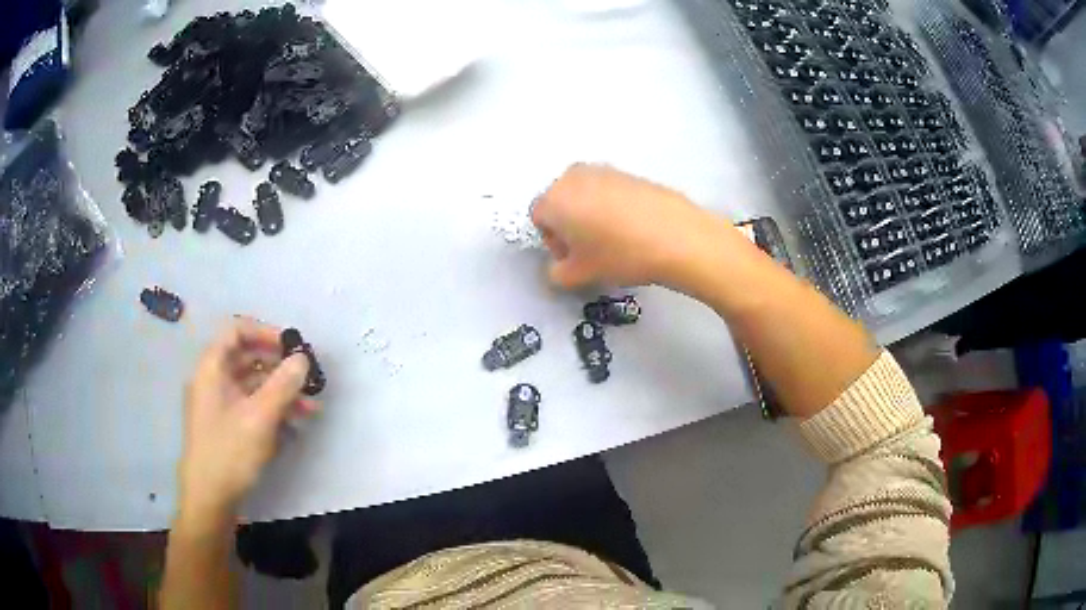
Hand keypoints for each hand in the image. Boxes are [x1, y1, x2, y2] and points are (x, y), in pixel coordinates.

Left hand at [178, 318, 314, 523]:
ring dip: (281, 392)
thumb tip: (302, 358)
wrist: (209, 499)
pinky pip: (252, 407)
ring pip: (253, 386)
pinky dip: (273, 411)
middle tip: (307, 379)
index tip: (292, 347)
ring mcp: (220, 405)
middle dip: (279, 367)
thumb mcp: (260, 418)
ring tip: (311, 409)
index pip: (237, 331)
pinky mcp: (228, 426)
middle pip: (247, 358)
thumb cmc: (229, 452)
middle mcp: (214, 381)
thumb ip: (283, 385)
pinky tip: (295, 425)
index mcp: (212, 369)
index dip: (265, 332)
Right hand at [531, 164, 731, 289]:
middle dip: (569, 225)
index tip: (573, 258)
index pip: (539, 218)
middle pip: (560, 202)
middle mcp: (573, 176)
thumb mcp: (580, 275)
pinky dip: (612, 207)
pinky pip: (609, 191)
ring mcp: (604, 170)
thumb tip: (559, 266)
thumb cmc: (619, 254)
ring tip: (613, 239)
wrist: (676, 236)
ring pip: (585, 195)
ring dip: (589, 215)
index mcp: (554, 198)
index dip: (552, 241)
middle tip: (590, 250)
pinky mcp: (629, 172)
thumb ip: (556, 274)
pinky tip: (632, 228)